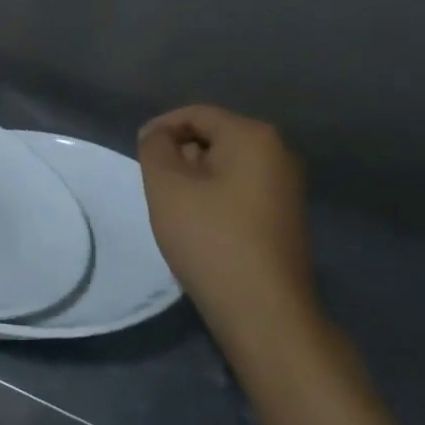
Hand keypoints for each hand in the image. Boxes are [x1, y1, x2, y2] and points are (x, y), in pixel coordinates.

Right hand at [138, 106, 314, 343]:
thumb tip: (160, 136)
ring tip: (174, 207)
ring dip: (195, 178)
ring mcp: (286, 187)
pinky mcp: (285, 216)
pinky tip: (200, 226)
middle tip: (154, 184)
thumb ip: (155, 147)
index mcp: (253, 136)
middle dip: (180, 154)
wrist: (262, 310)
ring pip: (227, 166)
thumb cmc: (209, 238)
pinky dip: (215, 197)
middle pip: (214, 137)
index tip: (138, 153)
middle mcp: (278, 153)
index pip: (196, 114)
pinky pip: (240, 190)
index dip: (161, 128)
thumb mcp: (166, 185)